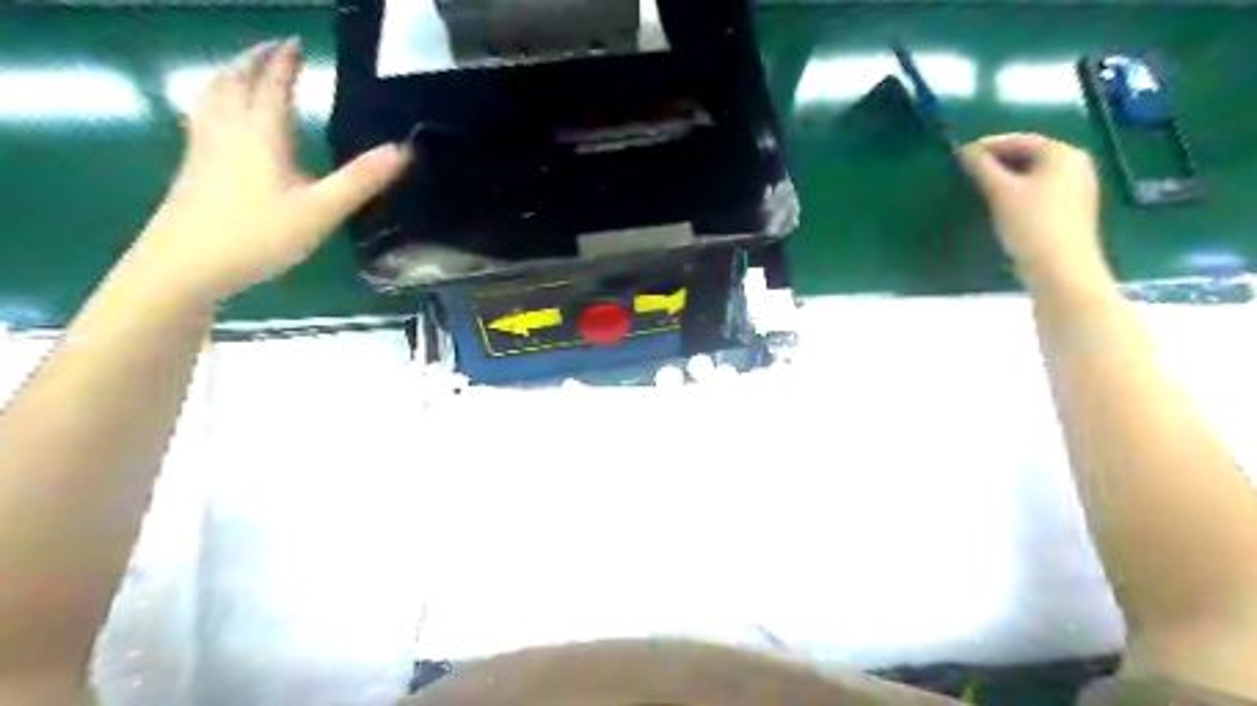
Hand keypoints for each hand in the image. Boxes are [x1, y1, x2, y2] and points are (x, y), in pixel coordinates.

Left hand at [129, 40, 410, 303]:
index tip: (297, 43)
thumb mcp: (320, 211)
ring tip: (243, 70)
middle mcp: (228, 130)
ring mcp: (203, 148)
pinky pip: (202, 116)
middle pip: (235, 80)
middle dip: (254, 59)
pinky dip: (214, 100)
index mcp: (261, 134)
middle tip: (273, 49)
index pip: (273, 85)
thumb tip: (403, 150)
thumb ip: (360, 180)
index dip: (285, 62)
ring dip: (229, 74)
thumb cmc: (259, 236)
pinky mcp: (192, 167)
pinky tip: (220, 118)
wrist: (186, 265)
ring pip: (212, 96)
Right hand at [966, 132, 1106, 285]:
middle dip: (997, 161)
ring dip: (1006, 177)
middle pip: (1029, 155)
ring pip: (1034, 174)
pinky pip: (1040, 190)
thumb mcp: (1001, 193)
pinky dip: (1018, 191)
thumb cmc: (1032, 225)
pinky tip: (1001, 204)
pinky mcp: (1071, 209)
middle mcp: (1075, 164)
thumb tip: (964, 151)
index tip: (959, 154)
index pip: (1019, 140)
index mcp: (1062, 154)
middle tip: (967, 171)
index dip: (988, 145)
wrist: (1061, 269)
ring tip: (979, 186)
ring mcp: (1077, 188)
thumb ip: (981, 168)